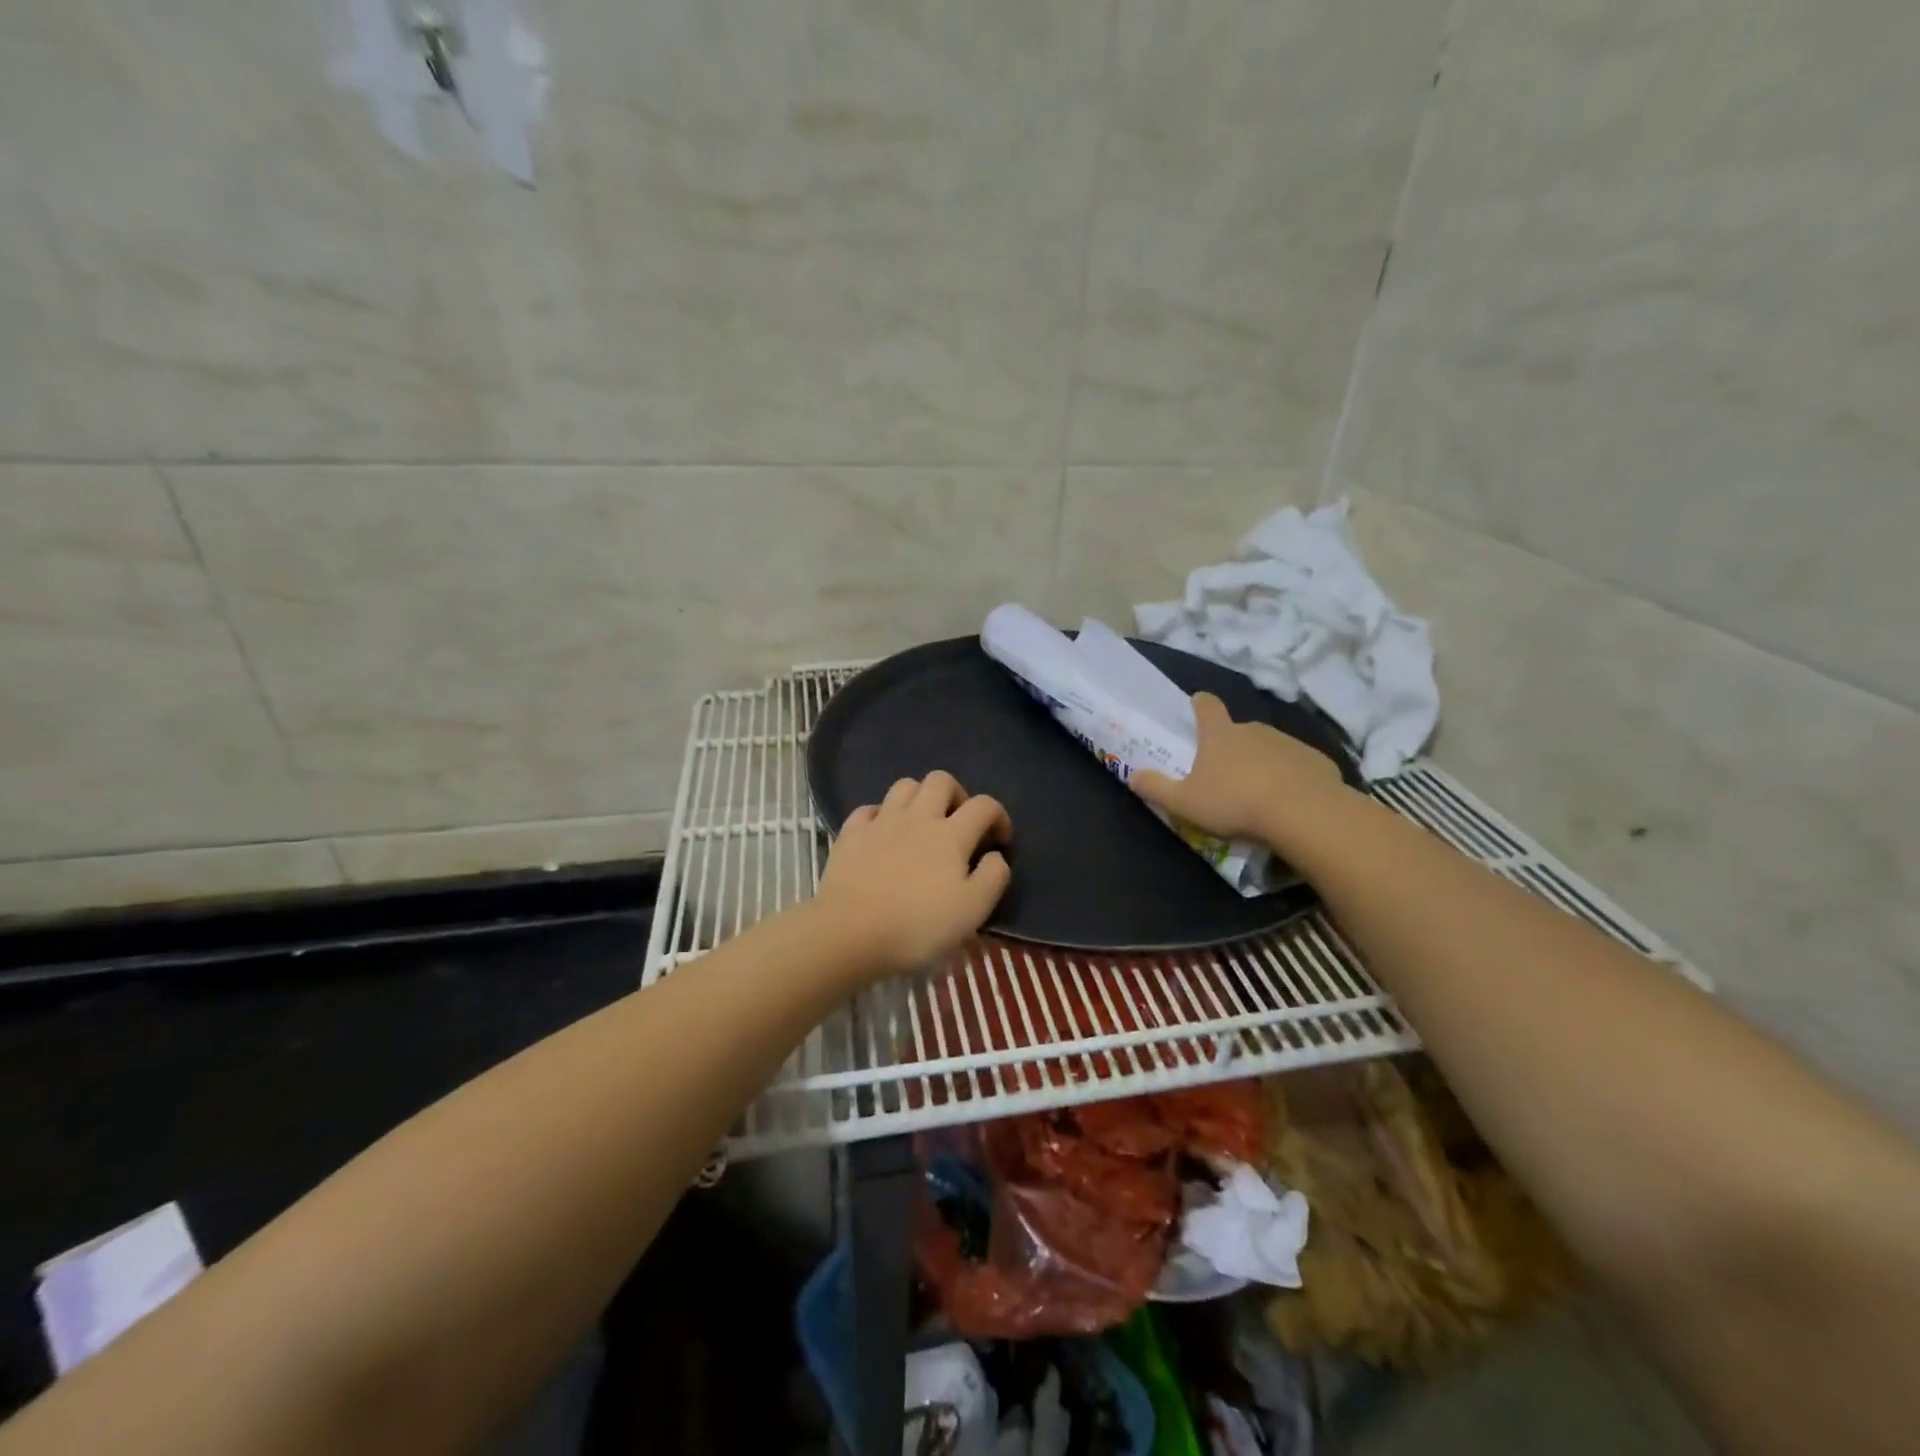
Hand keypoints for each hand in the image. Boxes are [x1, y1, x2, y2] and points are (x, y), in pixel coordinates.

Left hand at [814, 771, 1011, 977]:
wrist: (849, 932)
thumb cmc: (917, 926)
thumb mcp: (972, 911)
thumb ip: (993, 878)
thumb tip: (996, 855)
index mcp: (951, 835)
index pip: (984, 806)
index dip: (999, 816)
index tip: (1000, 839)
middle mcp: (918, 817)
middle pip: (941, 781)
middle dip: (957, 794)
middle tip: (959, 821)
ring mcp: (881, 822)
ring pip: (904, 786)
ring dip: (919, 796)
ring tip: (922, 822)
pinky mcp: (850, 833)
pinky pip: (868, 809)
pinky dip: (880, 814)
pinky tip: (882, 832)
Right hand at [1132, 692, 1348, 848]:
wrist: (1303, 813)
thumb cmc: (1234, 802)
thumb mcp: (1184, 802)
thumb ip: (1156, 788)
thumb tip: (1132, 775)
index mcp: (1221, 734)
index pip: (1207, 706)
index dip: (1200, 705)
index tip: (1196, 705)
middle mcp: (1254, 730)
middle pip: (1238, 730)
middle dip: (1231, 746)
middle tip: (1225, 774)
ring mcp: (1288, 743)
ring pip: (1269, 748)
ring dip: (1262, 763)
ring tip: (1258, 794)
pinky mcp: (1316, 761)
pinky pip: (1297, 766)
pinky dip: (1291, 778)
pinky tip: (1289, 802)